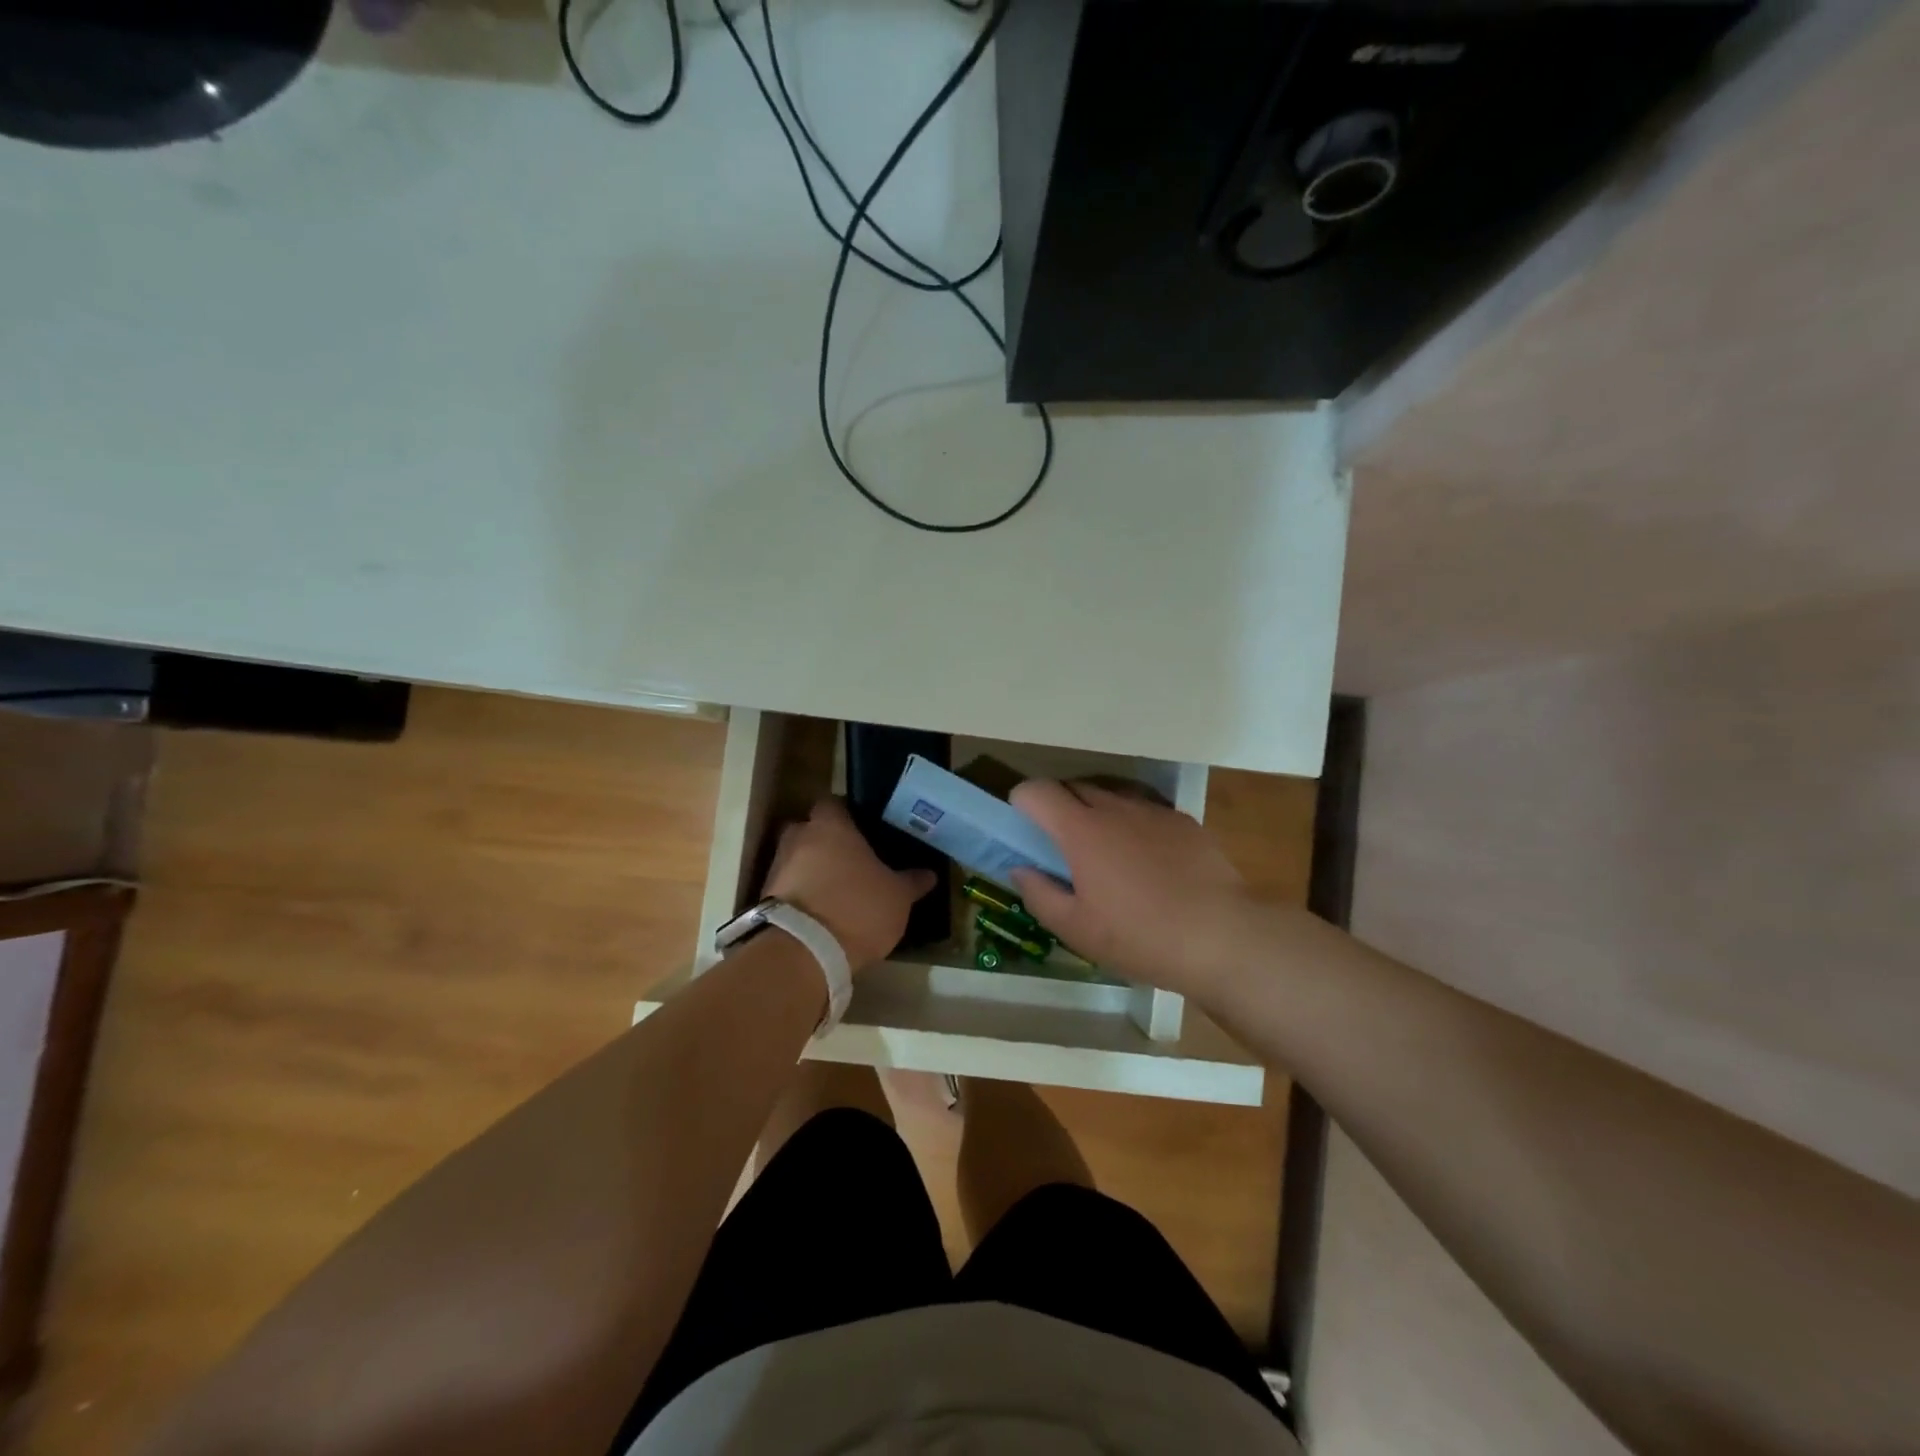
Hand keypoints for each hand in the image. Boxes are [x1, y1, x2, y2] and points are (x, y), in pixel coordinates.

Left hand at [763, 798, 936, 971]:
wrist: (804, 952)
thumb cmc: (857, 908)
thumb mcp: (897, 897)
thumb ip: (912, 881)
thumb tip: (929, 874)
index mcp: (830, 826)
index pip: (833, 803)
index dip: (847, 814)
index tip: (864, 828)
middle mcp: (798, 838)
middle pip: (811, 830)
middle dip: (826, 842)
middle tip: (851, 860)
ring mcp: (777, 867)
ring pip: (798, 859)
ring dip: (812, 871)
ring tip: (838, 891)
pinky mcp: (765, 898)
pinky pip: (788, 887)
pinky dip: (802, 895)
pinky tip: (822, 912)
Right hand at [1008, 780, 1253, 996]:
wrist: (1223, 936)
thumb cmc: (1140, 936)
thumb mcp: (1077, 929)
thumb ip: (1039, 894)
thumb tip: (1020, 869)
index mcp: (1081, 830)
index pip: (1037, 791)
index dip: (1022, 803)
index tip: (1024, 830)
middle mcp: (1115, 807)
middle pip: (1073, 788)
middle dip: (1058, 809)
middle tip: (1062, 849)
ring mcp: (1153, 811)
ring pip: (1111, 798)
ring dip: (1097, 816)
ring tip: (1108, 858)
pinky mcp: (1184, 821)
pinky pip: (1145, 812)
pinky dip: (1134, 827)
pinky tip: (1149, 865)